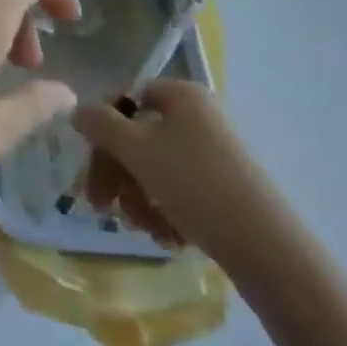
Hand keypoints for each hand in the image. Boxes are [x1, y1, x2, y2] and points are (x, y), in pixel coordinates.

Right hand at [74, 80, 302, 283]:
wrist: (269, 250)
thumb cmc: (195, 185)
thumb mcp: (136, 149)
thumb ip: (100, 124)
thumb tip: (78, 110)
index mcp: (182, 95)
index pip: (127, 98)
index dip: (103, 127)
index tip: (89, 161)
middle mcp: (200, 117)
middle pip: (138, 137)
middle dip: (117, 174)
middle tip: (101, 207)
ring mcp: (216, 153)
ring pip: (156, 169)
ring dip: (139, 198)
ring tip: (143, 228)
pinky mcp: (227, 189)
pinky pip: (181, 191)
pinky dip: (166, 212)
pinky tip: (167, 237)